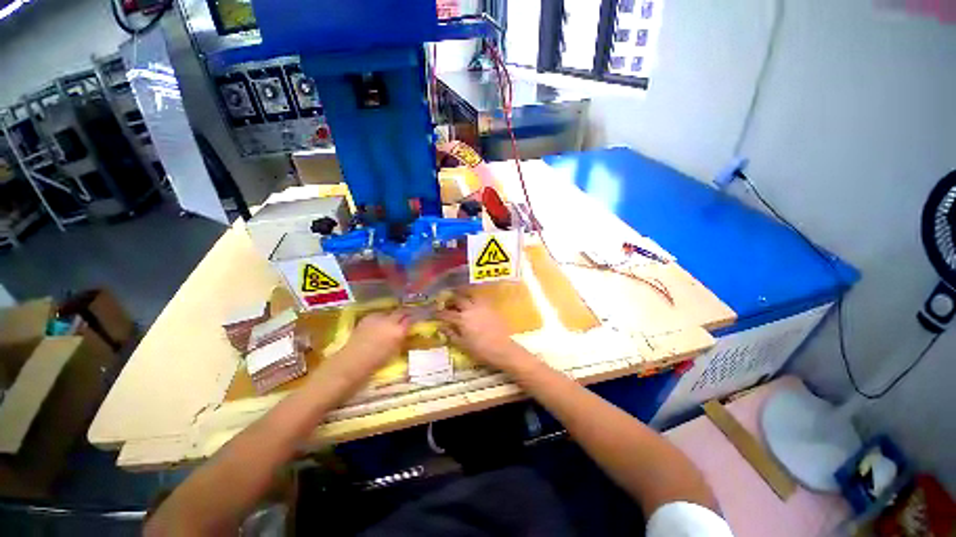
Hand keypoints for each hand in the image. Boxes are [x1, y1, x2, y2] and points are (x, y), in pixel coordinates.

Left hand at [324, 310, 409, 383]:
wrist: (353, 362)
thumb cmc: (377, 362)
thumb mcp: (395, 350)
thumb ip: (402, 338)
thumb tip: (406, 332)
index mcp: (399, 331)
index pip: (410, 319)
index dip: (413, 319)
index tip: (414, 321)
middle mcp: (390, 321)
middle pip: (401, 312)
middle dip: (404, 314)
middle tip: (406, 318)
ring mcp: (378, 317)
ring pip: (390, 312)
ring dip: (392, 316)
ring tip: (392, 322)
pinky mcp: (367, 317)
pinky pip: (378, 315)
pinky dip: (381, 318)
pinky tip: (379, 325)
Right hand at [437, 292, 526, 370]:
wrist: (503, 349)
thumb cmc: (481, 350)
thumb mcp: (462, 345)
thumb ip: (451, 334)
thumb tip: (442, 327)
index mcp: (461, 320)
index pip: (446, 314)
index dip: (438, 313)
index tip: (434, 313)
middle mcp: (470, 309)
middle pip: (458, 299)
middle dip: (450, 300)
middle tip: (447, 303)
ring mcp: (481, 306)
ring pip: (470, 294)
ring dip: (463, 295)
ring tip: (459, 298)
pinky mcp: (490, 307)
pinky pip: (480, 298)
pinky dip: (474, 298)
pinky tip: (473, 303)